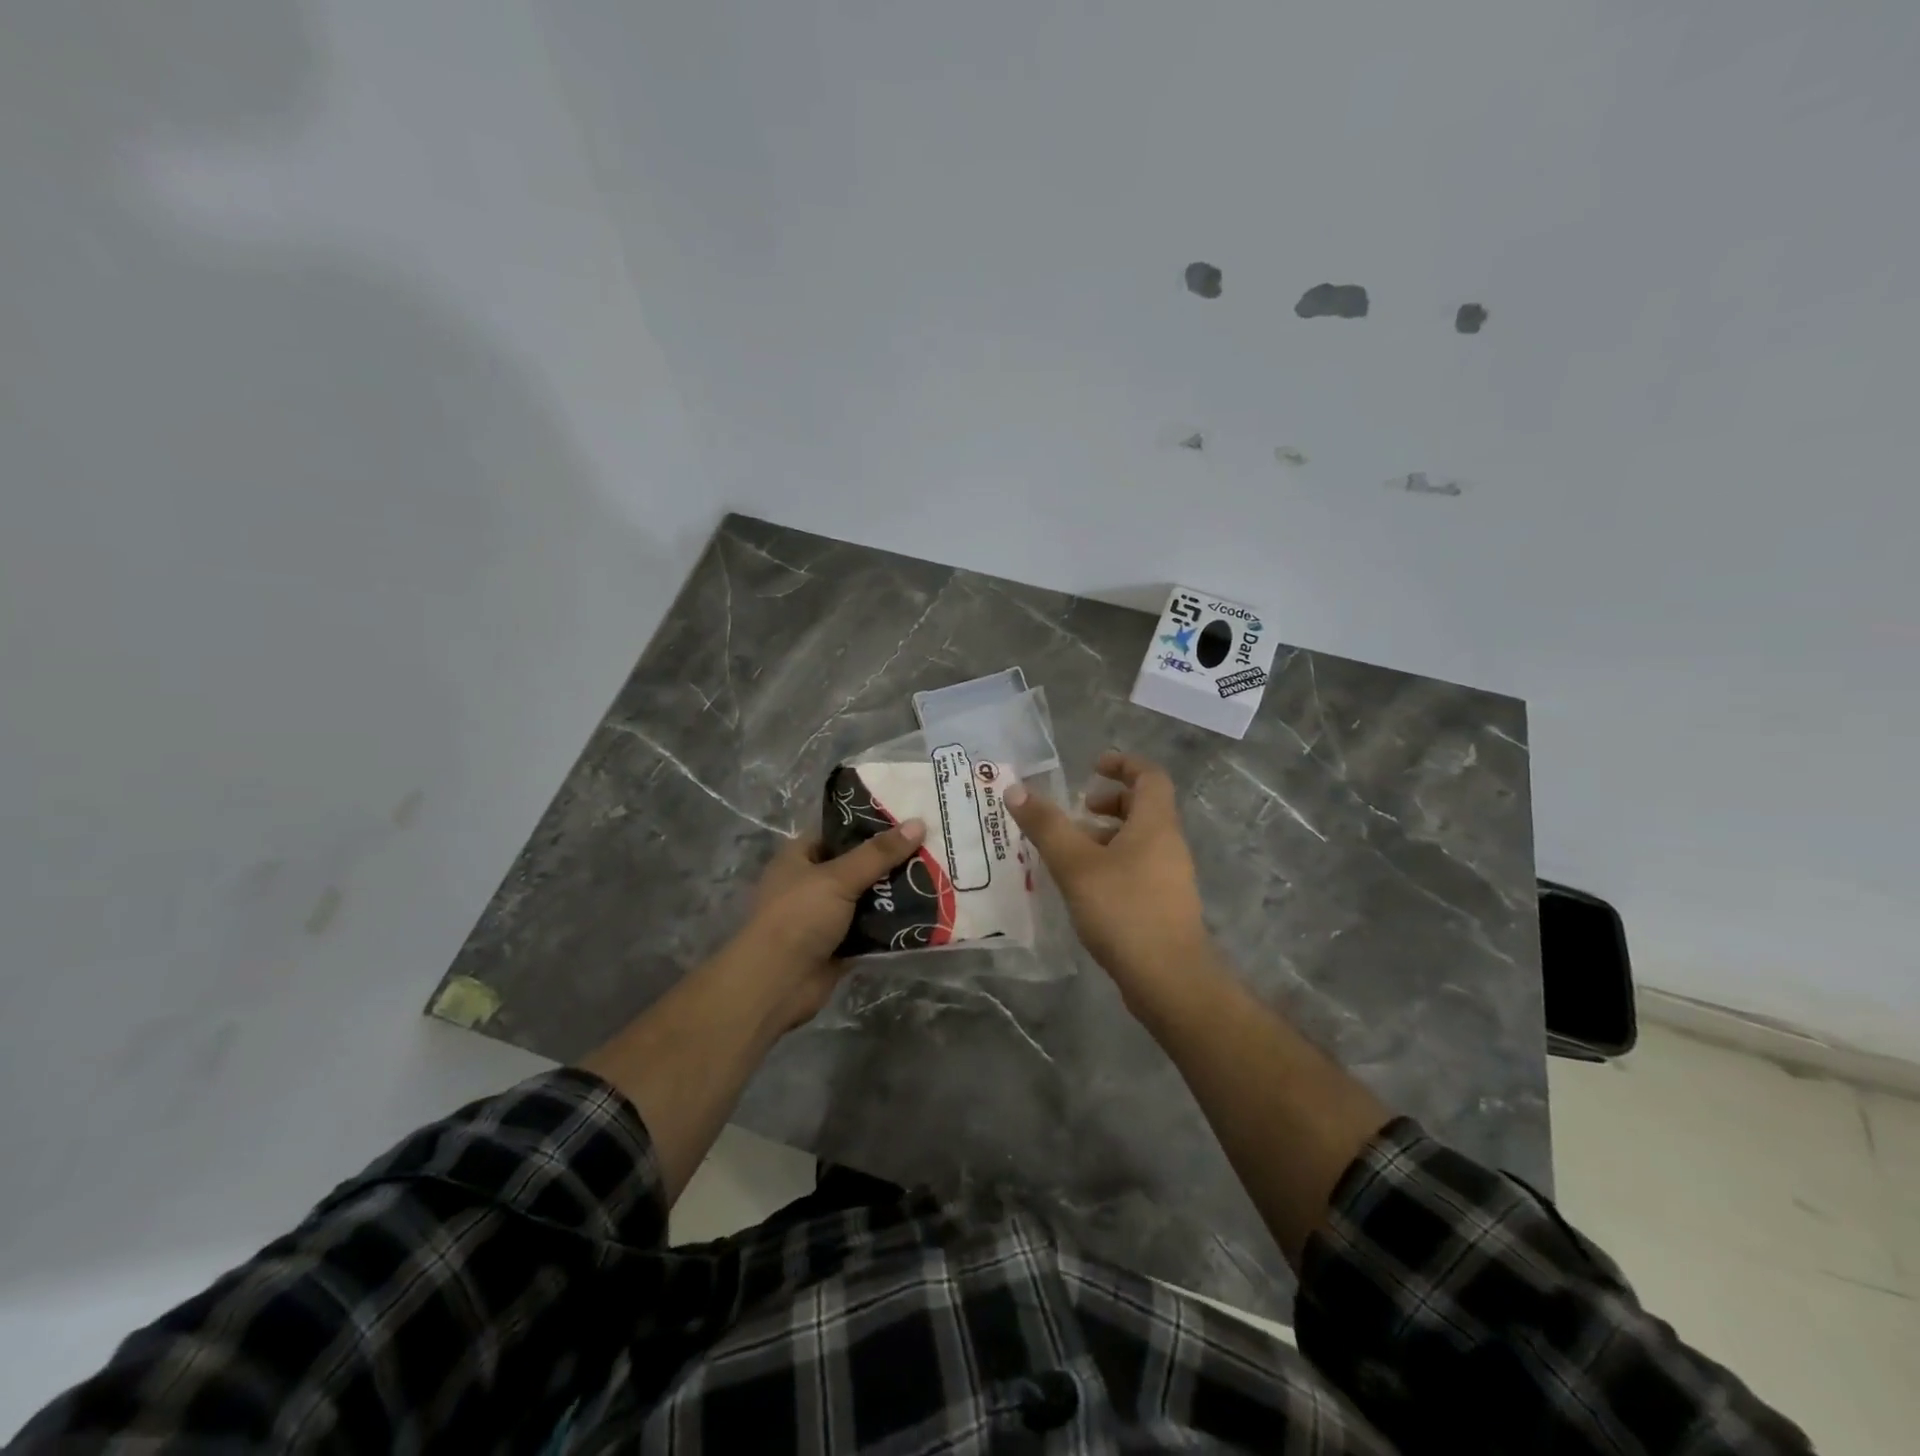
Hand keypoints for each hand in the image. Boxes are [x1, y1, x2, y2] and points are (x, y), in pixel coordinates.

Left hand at [729, 819, 926, 1026]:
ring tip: (937, 877)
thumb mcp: (838, 877)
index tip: (910, 820)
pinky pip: (872, 928)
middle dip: (892, 861)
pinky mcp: (840, 944)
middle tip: (933, 849)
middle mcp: (812, 882)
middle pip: (859, 865)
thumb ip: (878, 853)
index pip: (841, 831)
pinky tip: (926, 912)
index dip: (873, 824)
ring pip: (868, 897)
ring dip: (896, 893)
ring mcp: (826, 915)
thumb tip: (918, 823)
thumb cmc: (799, 917)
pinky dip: (893, 923)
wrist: (777, 984)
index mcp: (801, 856)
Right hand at [1004, 750, 1208, 994]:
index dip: (1123, 763)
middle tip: (1078, 811)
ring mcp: (1170, 876)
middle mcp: (1168, 844)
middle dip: (1110, 801)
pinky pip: (1137, 867)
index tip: (1093, 765)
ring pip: (1139, 840)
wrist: (1170, 979)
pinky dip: (1111, 862)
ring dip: (1106, 835)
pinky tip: (1084, 886)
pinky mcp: (1164, 905)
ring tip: (1070, 851)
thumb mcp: (1076, 864)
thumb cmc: (1124, 910)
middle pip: (1144, 807)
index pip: (1149, 776)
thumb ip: (1046, 826)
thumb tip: (1015, 789)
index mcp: (1155, 824)